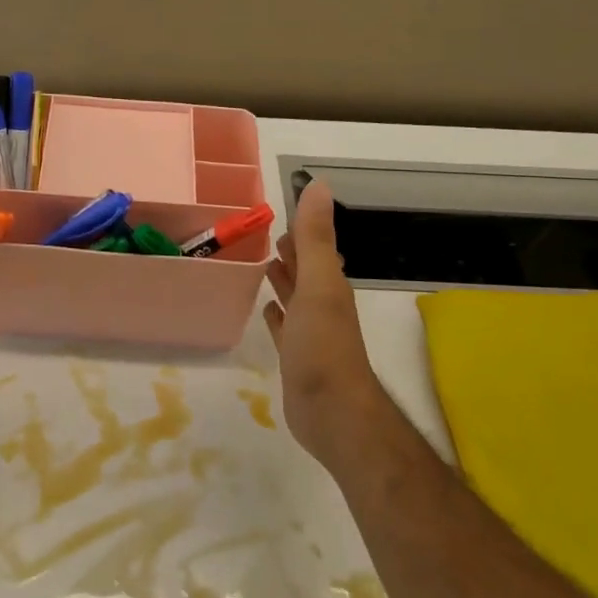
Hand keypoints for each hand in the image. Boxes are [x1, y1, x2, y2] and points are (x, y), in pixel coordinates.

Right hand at [263, 180, 387, 466]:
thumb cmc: (322, 345)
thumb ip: (315, 237)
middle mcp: (322, 305)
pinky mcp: (297, 357)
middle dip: (291, 253)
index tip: (282, 212)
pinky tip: (268, 310)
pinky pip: (285, 328)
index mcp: (328, 285)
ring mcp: (310, 333)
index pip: (315, 248)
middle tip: (268, 235)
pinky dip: (277, 315)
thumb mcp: (318, 284)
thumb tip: (318, 185)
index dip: (302, 231)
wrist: (332, 412)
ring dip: (283, 281)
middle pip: (306, 271)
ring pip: (296, 298)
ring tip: (264, 264)